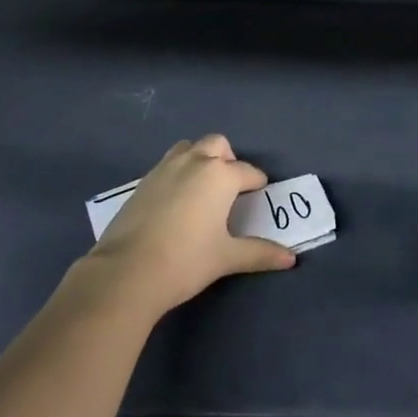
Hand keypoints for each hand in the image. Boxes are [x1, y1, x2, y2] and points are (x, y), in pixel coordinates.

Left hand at [87, 135, 294, 316]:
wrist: (127, 271)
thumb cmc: (186, 261)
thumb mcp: (226, 257)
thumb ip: (260, 253)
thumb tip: (291, 258)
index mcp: (220, 175)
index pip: (247, 172)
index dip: (257, 183)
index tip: (260, 194)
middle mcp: (194, 162)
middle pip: (218, 145)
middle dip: (228, 160)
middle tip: (230, 188)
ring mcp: (165, 168)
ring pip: (190, 148)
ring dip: (201, 159)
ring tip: (203, 188)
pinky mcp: (143, 181)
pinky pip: (168, 164)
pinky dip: (179, 172)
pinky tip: (176, 201)